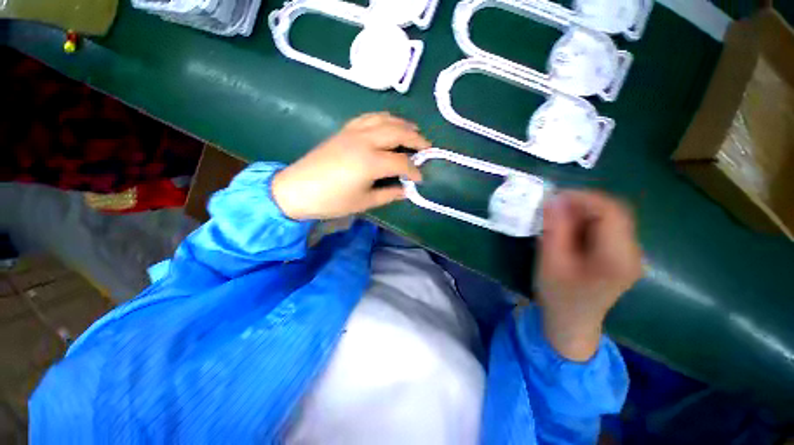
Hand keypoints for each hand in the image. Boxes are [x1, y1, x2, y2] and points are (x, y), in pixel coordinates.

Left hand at [272, 113, 430, 219]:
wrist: (297, 189)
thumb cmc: (331, 201)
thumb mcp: (364, 202)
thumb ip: (389, 194)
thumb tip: (406, 190)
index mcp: (371, 162)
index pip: (402, 162)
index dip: (414, 170)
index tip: (420, 178)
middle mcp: (365, 141)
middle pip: (398, 132)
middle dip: (416, 139)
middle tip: (427, 147)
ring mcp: (354, 132)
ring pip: (385, 119)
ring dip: (402, 124)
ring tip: (414, 132)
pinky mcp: (344, 130)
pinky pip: (369, 117)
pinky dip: (384, 118)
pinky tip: (388, 124)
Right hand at [536, 190, 642, 361]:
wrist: (573, 322)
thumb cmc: (559, 296)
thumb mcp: (550, 262)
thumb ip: (554, 229)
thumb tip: (553, 199)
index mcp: (616, 258)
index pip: (610, 212)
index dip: (582, 198)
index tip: (554, 196)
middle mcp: (632, 253)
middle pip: (614, 212)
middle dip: (582, 203)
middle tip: (553, 206)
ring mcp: (629, 254)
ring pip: (611, 218)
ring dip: (583, 212)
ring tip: (557, 216)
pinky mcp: (621, 255)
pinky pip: (607, 228)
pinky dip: (586, 221)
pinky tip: (568, 228)